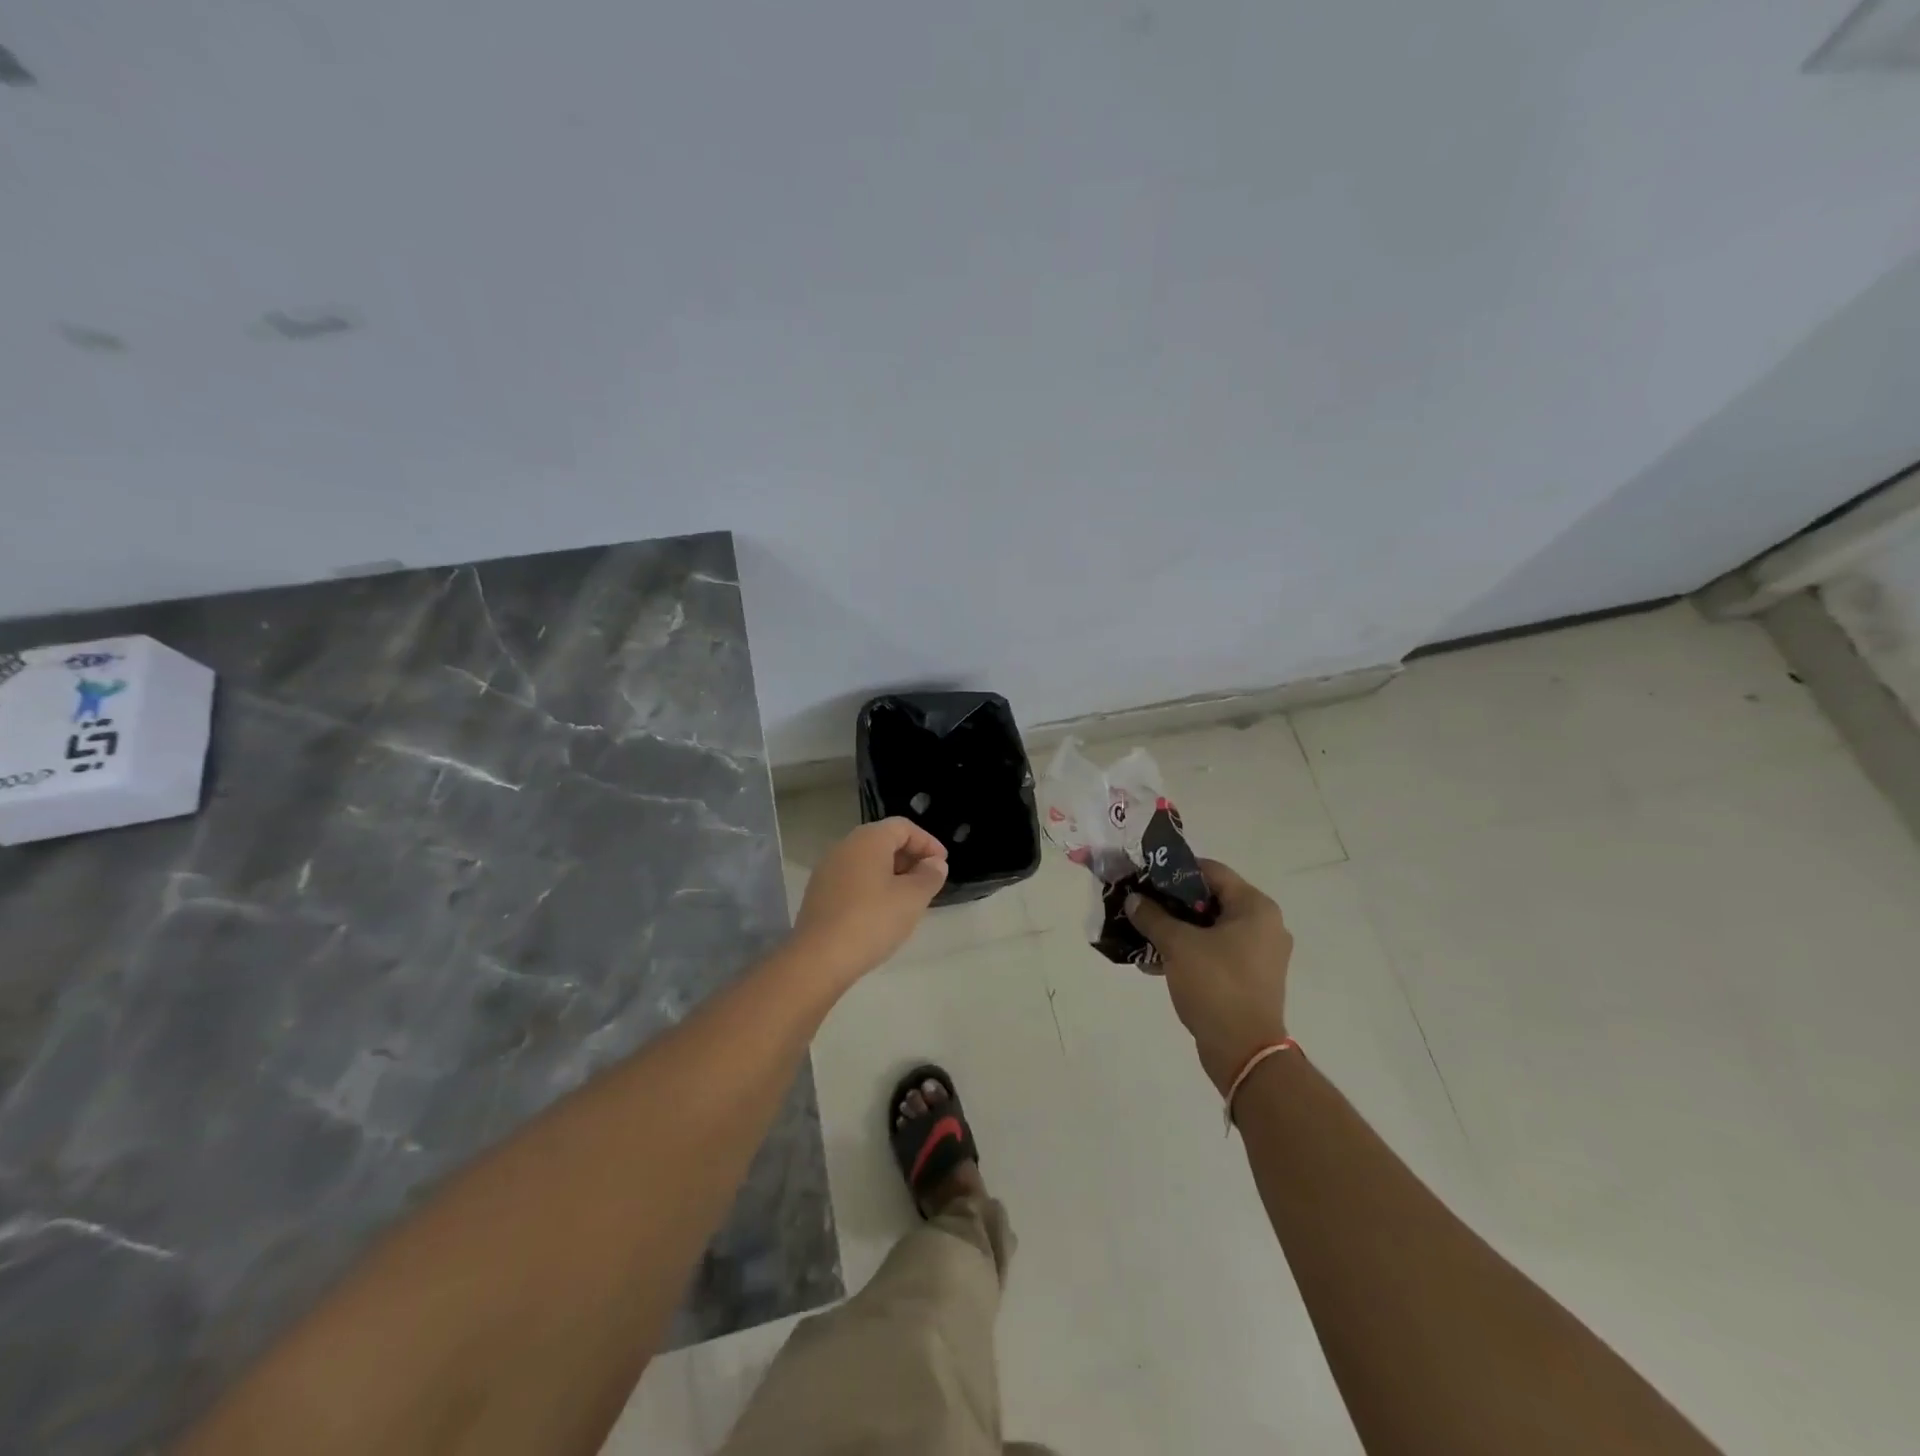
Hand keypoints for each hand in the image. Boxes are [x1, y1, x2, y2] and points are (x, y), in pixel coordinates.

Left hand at [790, 818, 948, 984]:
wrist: (818, 958)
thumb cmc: (872, 920)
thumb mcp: (912, 898)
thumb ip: (929, 876)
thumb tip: (935, 863)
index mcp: (868, 840)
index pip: (903, 827)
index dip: (927, 842)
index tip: (943, 864)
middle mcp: (844, 847)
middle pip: (883, 841)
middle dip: (910, 858)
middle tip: (928, 881)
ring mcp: (827, 870)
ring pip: (867, 862)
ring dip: (892, 874)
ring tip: (909, 899)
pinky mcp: (819, 893)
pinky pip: (853, 879)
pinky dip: (873, 887)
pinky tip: (882, 912)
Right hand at [1127, 859, 1292, 1093]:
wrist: (1244, 1051)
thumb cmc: (1216, 985)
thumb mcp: (1178, 945)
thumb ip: (1153, 916)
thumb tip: (1134, 900)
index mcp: (1255, 907)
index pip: (1212, 871)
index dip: (1175, 870)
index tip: (1145, 876)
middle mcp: (1263, 925)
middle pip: (1210, 899)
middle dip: (1171, 903)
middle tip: (1140, 904)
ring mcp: (1259, 954)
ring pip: (1210, 928)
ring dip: (1176, 929)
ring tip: (1142, 934)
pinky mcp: (1249, 978)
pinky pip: (1215, 952)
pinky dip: (1188, 952)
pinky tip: (1156, 962)